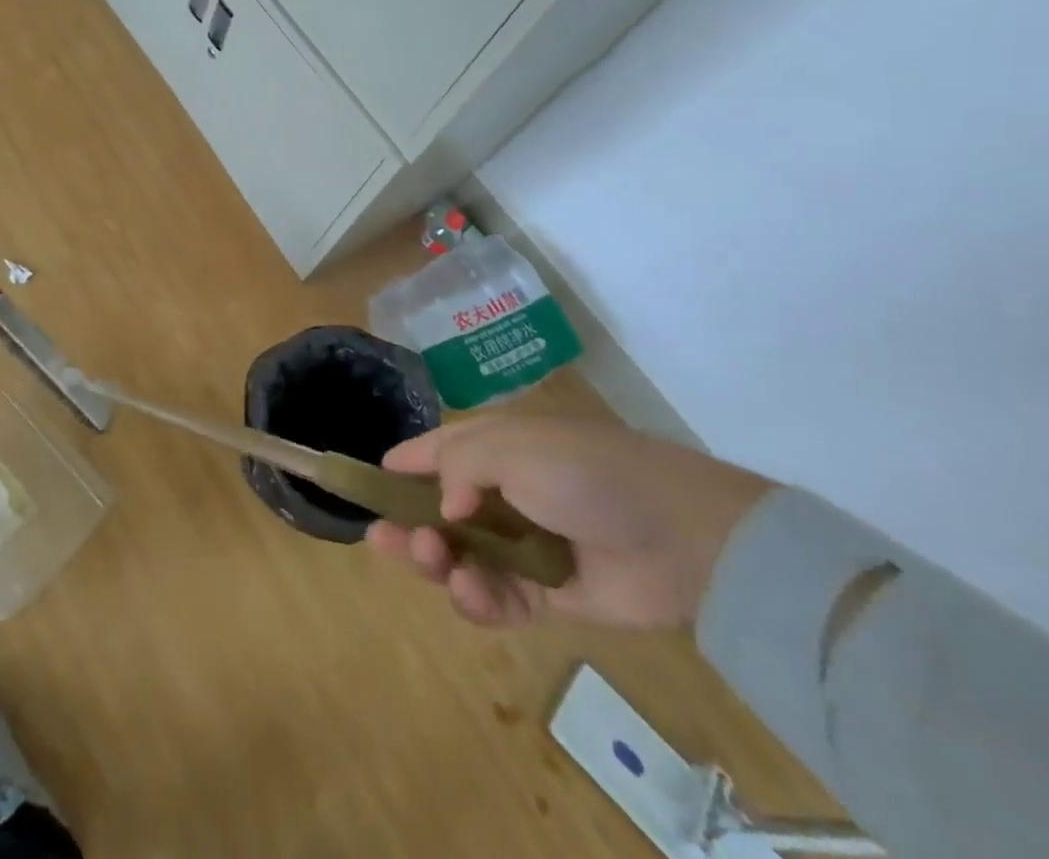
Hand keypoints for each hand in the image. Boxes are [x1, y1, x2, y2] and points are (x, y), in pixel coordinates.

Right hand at [367, 416, 772, 628]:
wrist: (683, 537)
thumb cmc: (585, 474)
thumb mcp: (511, 448)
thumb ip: (459, 467)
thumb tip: (443, 507)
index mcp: (494, 449)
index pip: (435, 452)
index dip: (400, 466)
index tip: (365, 483)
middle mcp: (503, 494)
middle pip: (438, 510)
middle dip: (407, 523)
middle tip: (385, 540)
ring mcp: (523, 546)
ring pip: (460, 556)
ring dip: (437, 562)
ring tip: (432, 560)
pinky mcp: (547, 594)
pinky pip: (497, 599)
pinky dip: (478, 599)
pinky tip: (471, 590)